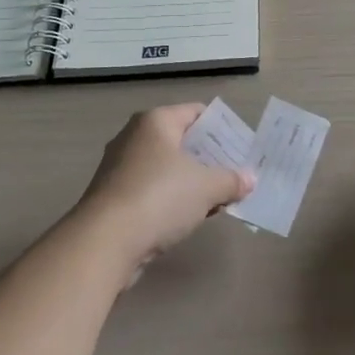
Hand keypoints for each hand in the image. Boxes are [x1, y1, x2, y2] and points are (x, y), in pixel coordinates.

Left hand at [77, 104, 254, 276]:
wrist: (104, 242)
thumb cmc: (159, 198)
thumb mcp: (206, 187)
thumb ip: (231, 180)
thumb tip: (250, 179)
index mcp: (155, 121)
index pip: (196, 112)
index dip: (222, 129)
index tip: (242, 148)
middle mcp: (134, 136)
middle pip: (181, 140)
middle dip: (208, 158)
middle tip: (235, 174)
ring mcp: (120, 167)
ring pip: (166, 167)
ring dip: (191, 181)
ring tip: (218, 198)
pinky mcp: (113, 196)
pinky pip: (152, 189)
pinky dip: (171, 199)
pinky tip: (190, 216)